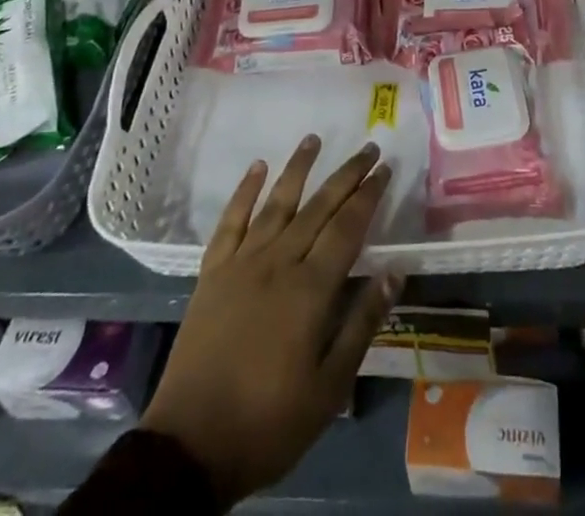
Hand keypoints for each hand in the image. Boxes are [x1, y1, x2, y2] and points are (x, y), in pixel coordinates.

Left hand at [141, 136, 400, 507]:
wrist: (191, 446)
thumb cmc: (269, 421)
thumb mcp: (329, 388)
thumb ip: (362, 324)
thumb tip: (394, 272)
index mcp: (310, 289)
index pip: (348, 227)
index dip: (369, 195)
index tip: (385, 168)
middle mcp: (279, 262)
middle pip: (319, 207)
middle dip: (346, 174)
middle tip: (368, 147)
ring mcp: (242, 263)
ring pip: (277, 203)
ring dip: (298, 168)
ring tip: (314, 138)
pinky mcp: (212, 272)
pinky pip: (231, 221)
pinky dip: (244, 191)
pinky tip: (258, 167)